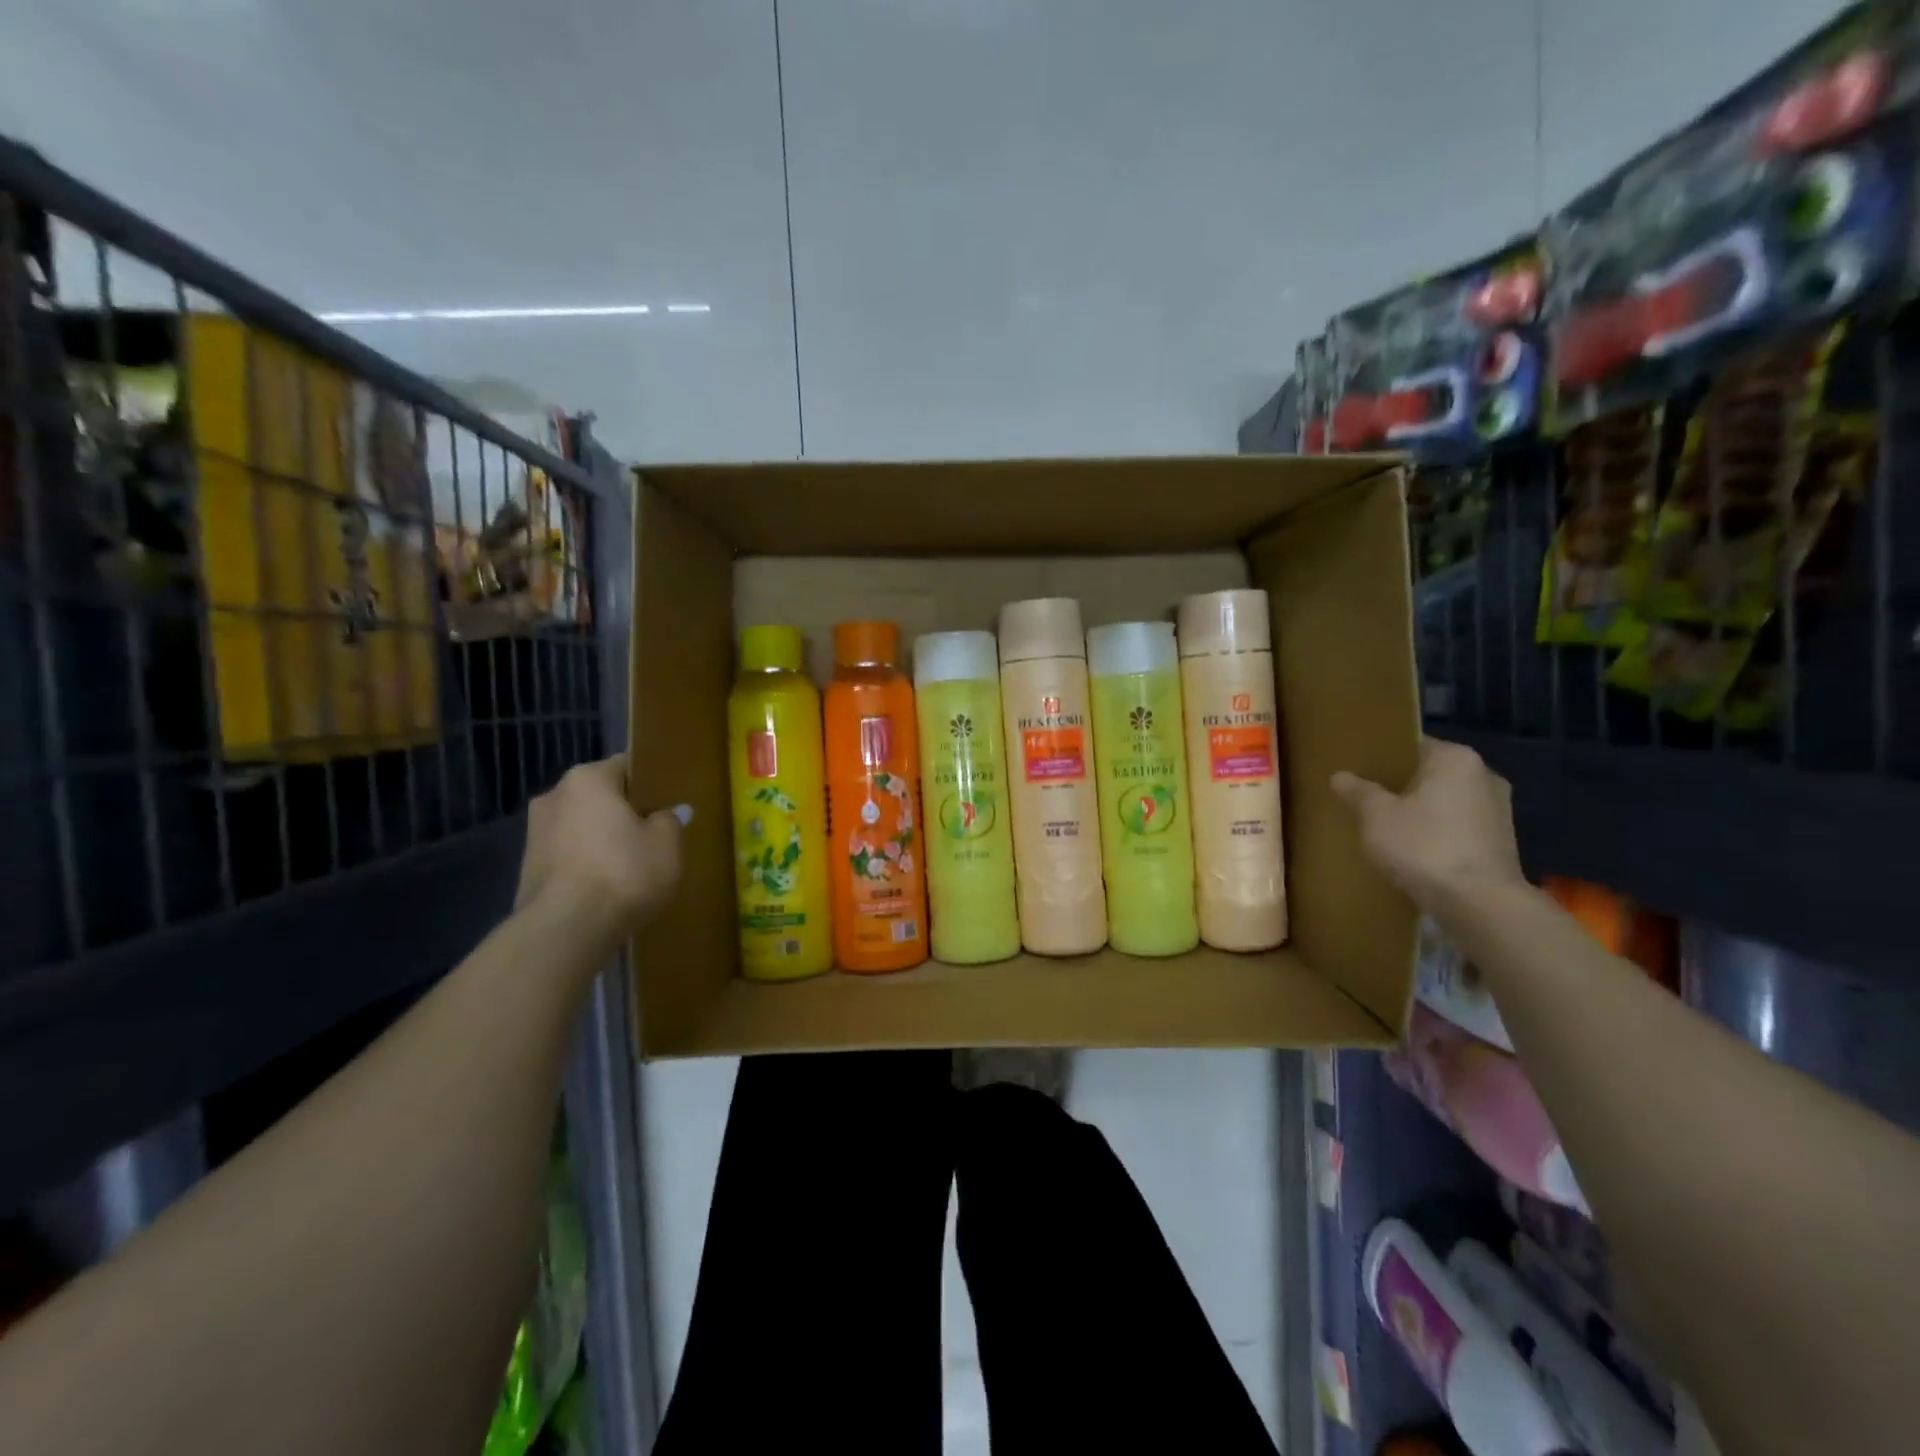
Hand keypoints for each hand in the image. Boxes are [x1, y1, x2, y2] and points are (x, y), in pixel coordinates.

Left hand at [516, 755, 686, 949]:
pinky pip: (569, 855)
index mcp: (588, 778)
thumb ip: (670, 821)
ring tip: (631, 864)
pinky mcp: (527, 868)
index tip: (668, 803)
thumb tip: (670, 812)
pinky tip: (607, 885)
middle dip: (624, 812)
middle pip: (600, 797)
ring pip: (582, 826)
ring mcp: (534, 833)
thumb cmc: (623, 872)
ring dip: (603, 839)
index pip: (626, 766)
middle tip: (654, 834)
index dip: (651, 783)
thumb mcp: (667, 844)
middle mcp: (554, 795)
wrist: (566, 929)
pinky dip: (587, 863)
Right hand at [1331, 739, 1524, 910]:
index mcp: (1455, 758)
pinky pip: (1460, 826)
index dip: (1382, 757)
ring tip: (1389, 826)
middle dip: (1402, 786)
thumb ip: (1358, 792)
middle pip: (1431, 773)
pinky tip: (1416, 850)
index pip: (1412, 745)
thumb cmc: (1424, 846)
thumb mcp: (1376, 816)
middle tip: (1368, 799)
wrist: (1480, 903)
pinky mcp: (1503, 841)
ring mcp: (1499, 809)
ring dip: (1422, 811)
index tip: (1359, 772)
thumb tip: (1339, 776)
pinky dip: (1439, 832)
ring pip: (1447, 801)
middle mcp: (1484, 775)